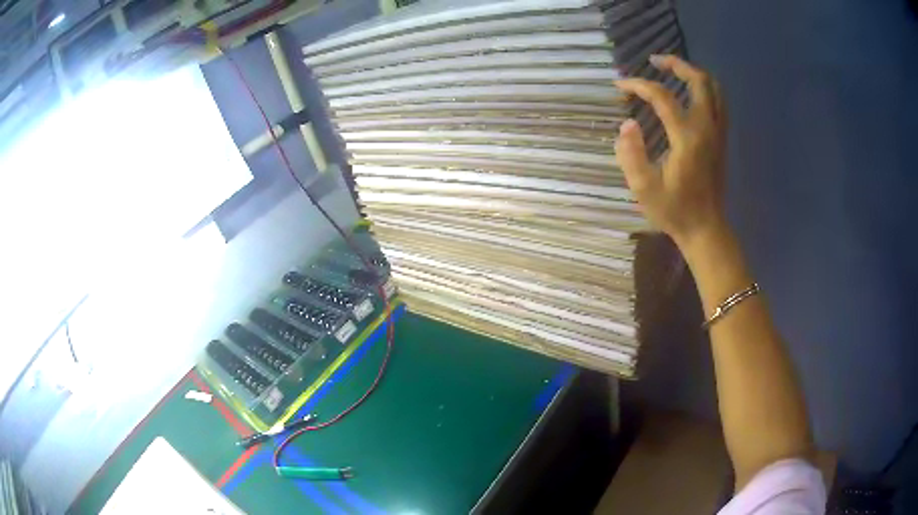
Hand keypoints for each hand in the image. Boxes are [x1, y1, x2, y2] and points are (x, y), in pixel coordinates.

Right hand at [615, 55, 727, 249]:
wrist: (706, 229)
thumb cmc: (674, 211)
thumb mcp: (643, 189)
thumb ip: (630, 154)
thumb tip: (627, 124)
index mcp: (687, 138)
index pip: (662, 96)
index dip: (638, 85)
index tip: (620, 86)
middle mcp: (706, 128)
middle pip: (699, 81)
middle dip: (675, 64)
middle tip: (654, 61)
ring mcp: (718, 133)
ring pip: (714, 89)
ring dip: (693, 74)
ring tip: (673, 71)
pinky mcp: (722, 140)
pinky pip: (719, 103)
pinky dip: (705, 89)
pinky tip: (690, 93)